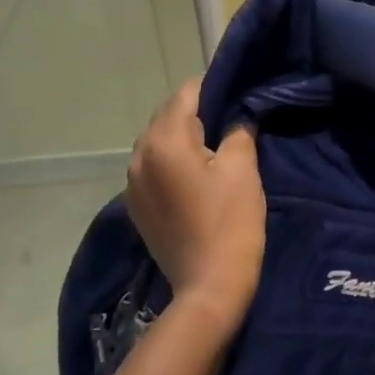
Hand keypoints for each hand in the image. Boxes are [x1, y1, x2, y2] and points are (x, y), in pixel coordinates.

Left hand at [125, 79, 266, 329]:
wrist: (209, 286)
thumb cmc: (231, 221)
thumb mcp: (242, 168)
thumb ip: (238, 130)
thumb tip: (237, 116)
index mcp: (163, 141)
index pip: (186, 94)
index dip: (214, 87)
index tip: (238, 90)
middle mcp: (139, 156)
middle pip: (168, 116)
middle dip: (198, 112)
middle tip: (232, 118)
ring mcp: (132, 183)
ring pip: (159, 142)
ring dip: (185, 137)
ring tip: (216, 146)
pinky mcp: (137, 205)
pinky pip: (155, 167)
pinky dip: (174, 161)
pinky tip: (198, 174)